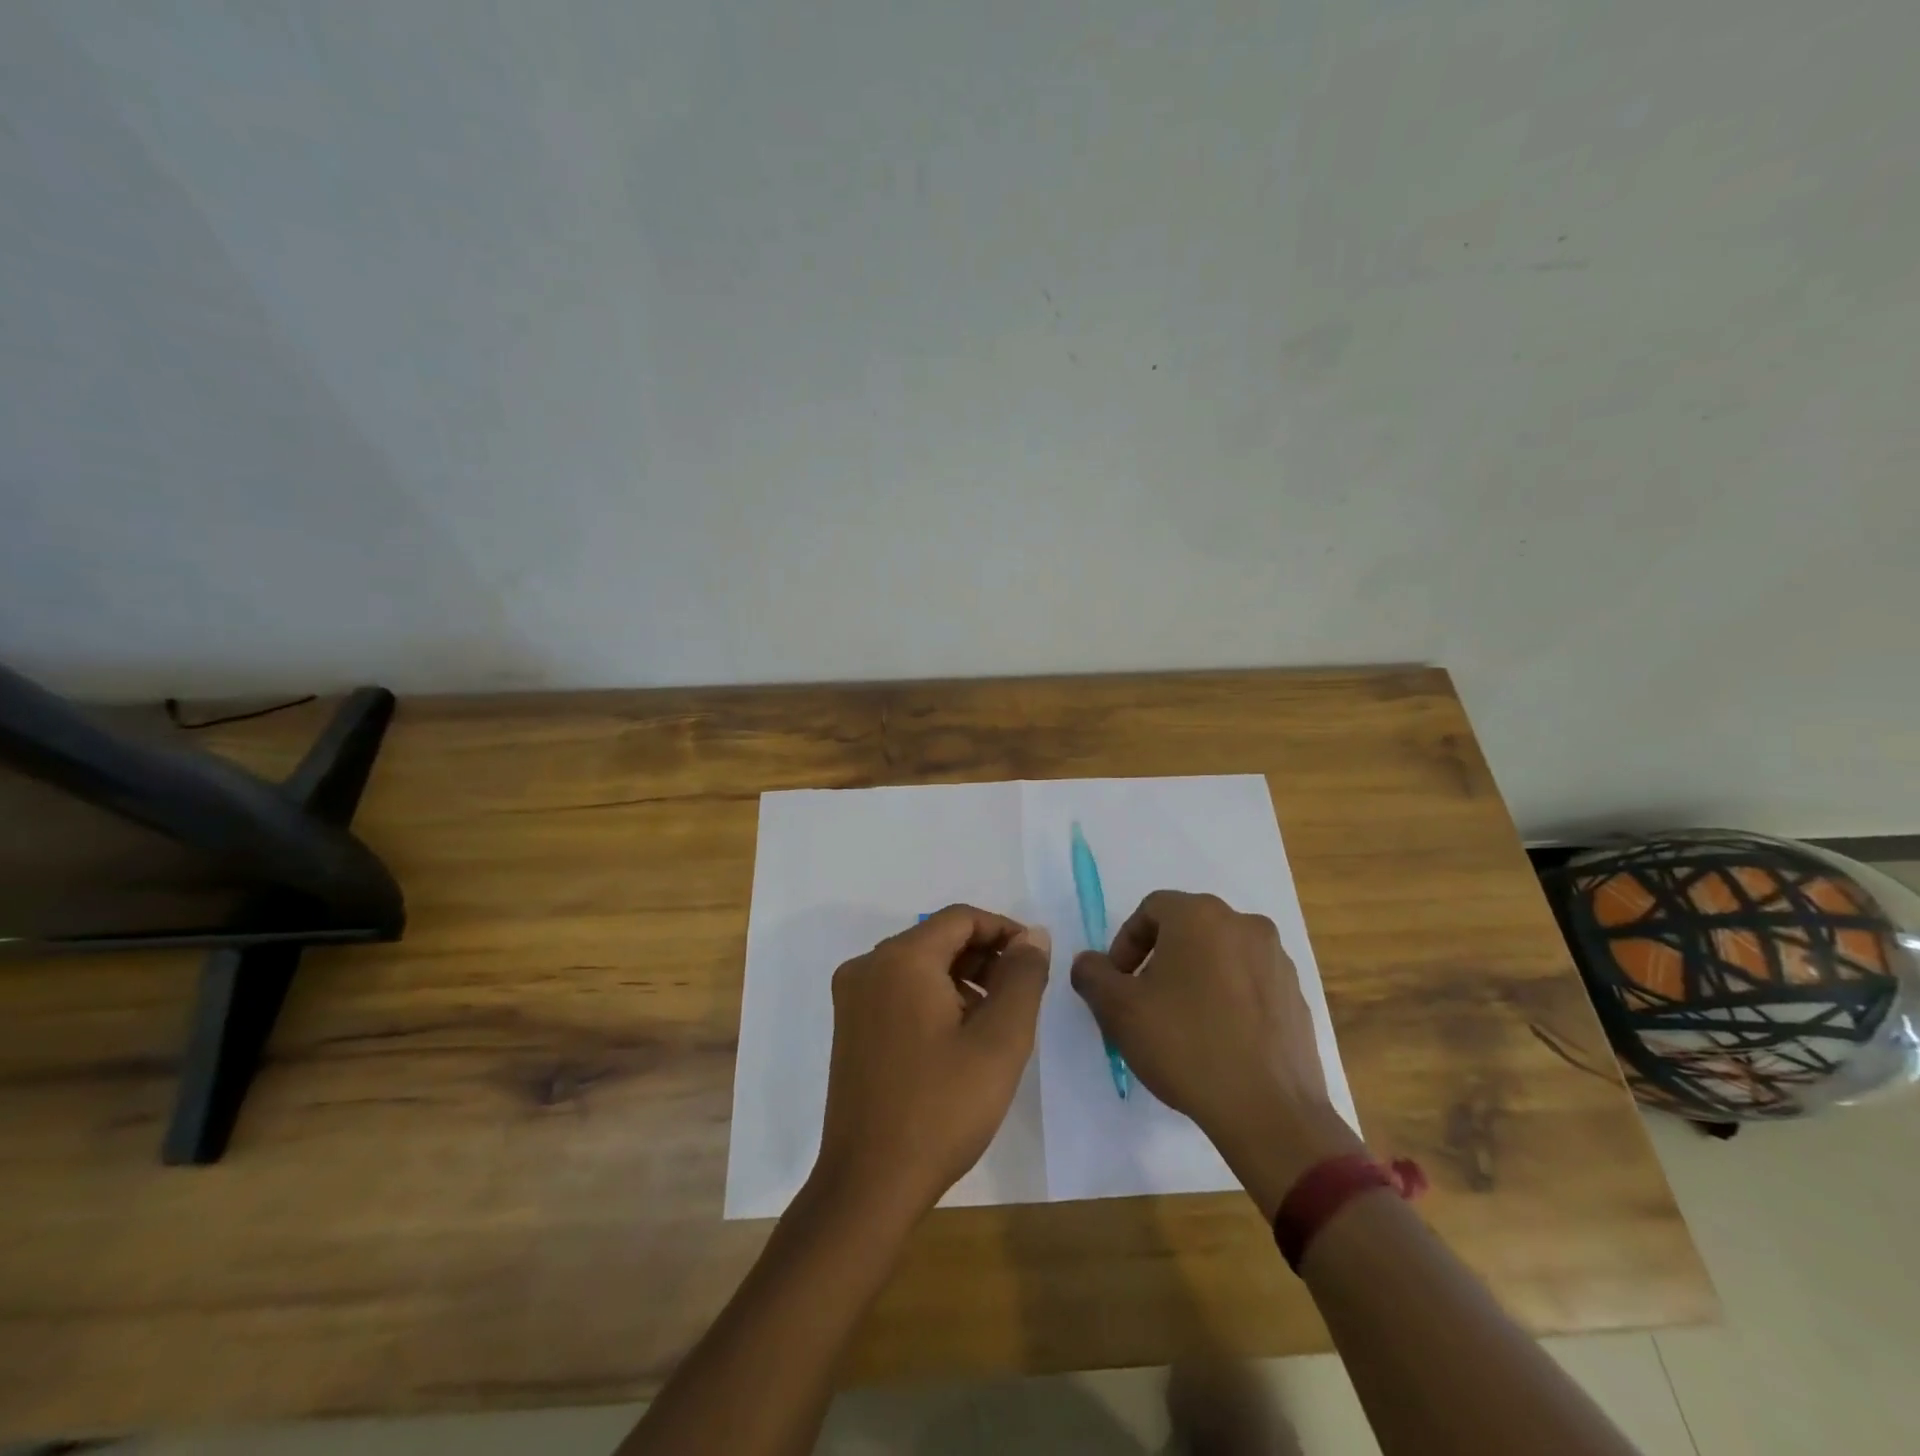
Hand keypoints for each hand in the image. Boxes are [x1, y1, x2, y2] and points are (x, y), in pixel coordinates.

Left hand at [811, 905, 1050, 1222]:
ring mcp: (853, 997)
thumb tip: (1032, 936)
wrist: (869, 1184)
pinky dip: (934, 998)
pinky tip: (959, 1036)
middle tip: (1020, 994)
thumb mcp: (1000, 1041)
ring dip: (962, 979)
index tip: (1035, 961)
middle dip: (984, 957)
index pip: (961, 918)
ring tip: (995, 1019)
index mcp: (901, 959)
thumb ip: (1022, 977)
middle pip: (937, 938)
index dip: (1004, 931)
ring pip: (919, 965)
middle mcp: (869, 966)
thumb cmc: (941, 1108)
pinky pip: (899, 990)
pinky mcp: (849, 1026)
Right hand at [1070, 891, 1359, 1206]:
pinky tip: (1219, 1042)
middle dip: (1159, 960)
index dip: (1126, 944)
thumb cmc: (1186, 1046)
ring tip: (1182, 1025)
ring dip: (1195, 978)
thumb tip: (1089, 963)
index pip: (1151, 910)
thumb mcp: (1118, 1010)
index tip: (1119, 984)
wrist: (1270, 1112)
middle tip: (1144, 1003)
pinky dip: (1229, 1000)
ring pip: (1221, 956)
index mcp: (1200, 916)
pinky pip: (1250, 984)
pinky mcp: (1297, 996)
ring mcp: (1277, 960)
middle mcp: (1244, 925)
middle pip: (1187, 930)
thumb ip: (1092, 974)